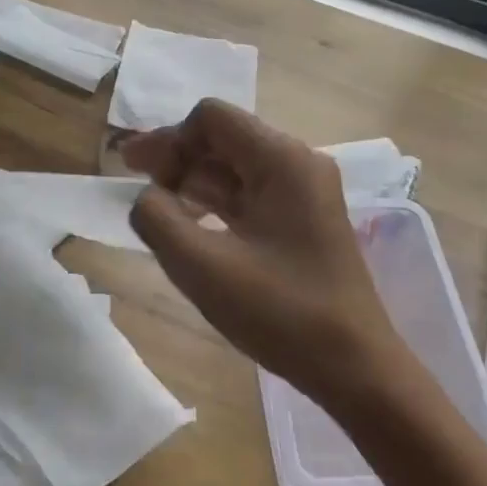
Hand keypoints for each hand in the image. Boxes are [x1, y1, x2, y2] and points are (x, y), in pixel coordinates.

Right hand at [123, 99, 412, 413]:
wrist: (355, 367)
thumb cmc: (281, 313)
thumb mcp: (204, 267)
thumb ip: (158, 220)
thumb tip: (145, 198)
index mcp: (281, 160)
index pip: (211, 118)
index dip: (169, 140)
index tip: (141, 176)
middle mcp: (298, 163)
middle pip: (224, 138)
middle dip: (176, 155)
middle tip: (131, 178)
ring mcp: (305, 192)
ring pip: (236, 167)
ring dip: (193, 179)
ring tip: (154, 203)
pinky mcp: (304, 219)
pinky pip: (251, 193)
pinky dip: (216, 201)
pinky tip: (189, 223)